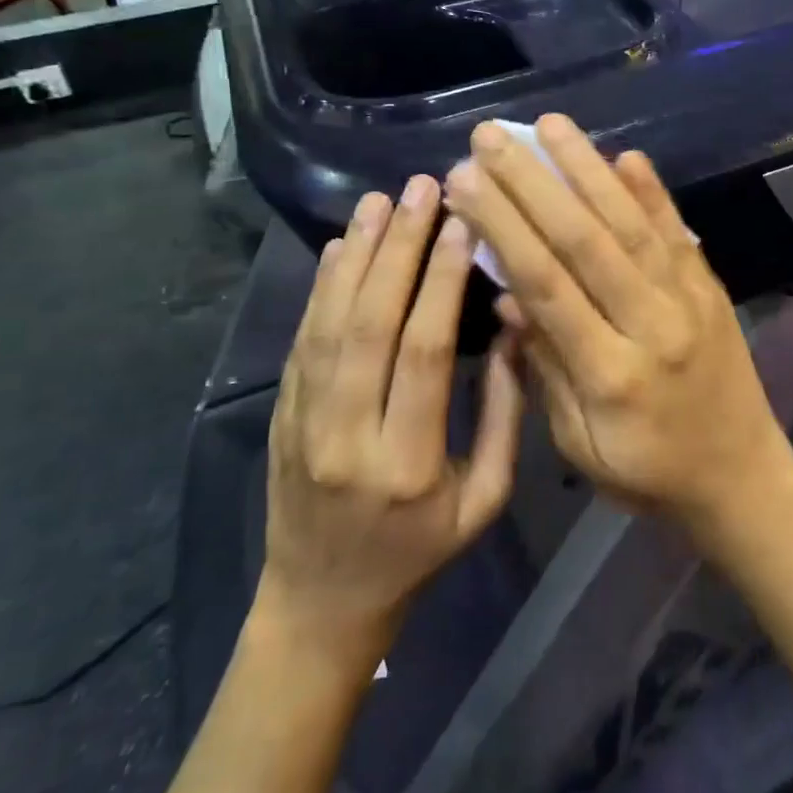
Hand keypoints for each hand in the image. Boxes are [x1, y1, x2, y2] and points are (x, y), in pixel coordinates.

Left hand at [260, 177, 524, 654]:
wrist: (321, 602)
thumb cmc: (419, 553)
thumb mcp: (484, 501)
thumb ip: (502, 415)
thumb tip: (512, 328)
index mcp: (407, 460)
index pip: (422, 351)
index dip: (441, 282)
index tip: (462, 225)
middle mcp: (346, 433)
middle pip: (370, 322)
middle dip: (397, 248)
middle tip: (421, 190)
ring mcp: (302, 421)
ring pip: (328, 321)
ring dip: (355, 255)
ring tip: (380, 201)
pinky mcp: (281, 413)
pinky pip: (301, 339)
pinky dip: (321, 287)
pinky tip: (339, 246)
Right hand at [445, 117, 792, 534]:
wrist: (743, 479)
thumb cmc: (649, 474)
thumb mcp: (582, 445)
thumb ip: (547, 367)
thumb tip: (508, 296)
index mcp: (609, 373)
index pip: (547, 284)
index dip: (503, 228)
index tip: (465, 182)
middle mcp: (652, 324)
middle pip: (585, 241)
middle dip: (533, 183)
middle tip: (491, 137)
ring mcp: (689, 300)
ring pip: (631, 224)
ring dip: (588, 169)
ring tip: (550, 125)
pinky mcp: (711, 288)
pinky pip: (679, 233)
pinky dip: (652, 192)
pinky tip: (626, 155)